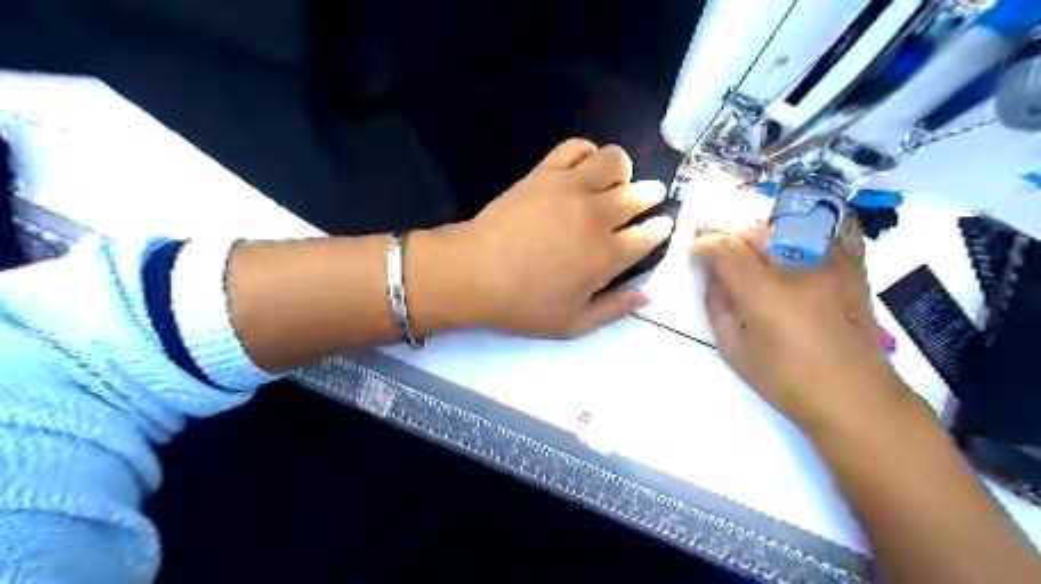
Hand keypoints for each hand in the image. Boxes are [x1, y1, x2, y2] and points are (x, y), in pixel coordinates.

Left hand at [441, 138, 671, 336]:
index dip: (660, 229)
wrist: (474, 274)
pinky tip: (584, 168)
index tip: (661, 226)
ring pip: (614, 160)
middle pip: (640, 194)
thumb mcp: (572, 324)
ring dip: (623, 169)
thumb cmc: (522, 304)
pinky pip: (577, 147)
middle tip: (647, 199)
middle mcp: (597, 216)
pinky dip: (588, 152)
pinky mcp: (545, 173)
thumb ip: (615, 310)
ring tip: (614, 182)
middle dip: (651, 196)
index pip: (650, 234)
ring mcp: (571, 189)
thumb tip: (648, 296)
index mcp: (607, 256)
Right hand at [689, 220, 917, 430]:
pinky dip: (797, 231)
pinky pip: (821, 232)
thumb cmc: (786, 380)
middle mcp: (799, 268)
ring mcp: (831, 263)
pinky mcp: (852, 266)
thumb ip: (717, 305)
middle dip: (729, 236)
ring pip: (786, 227)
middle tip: (715, 248)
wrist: (855, 396)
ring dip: (758, 234)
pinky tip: (785, 245)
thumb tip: (712, 276)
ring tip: (747, 249)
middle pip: (755, 232)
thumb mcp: (733, 349)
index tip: (695, 250)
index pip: (727, 248)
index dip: (705, 244)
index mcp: (765, 294)